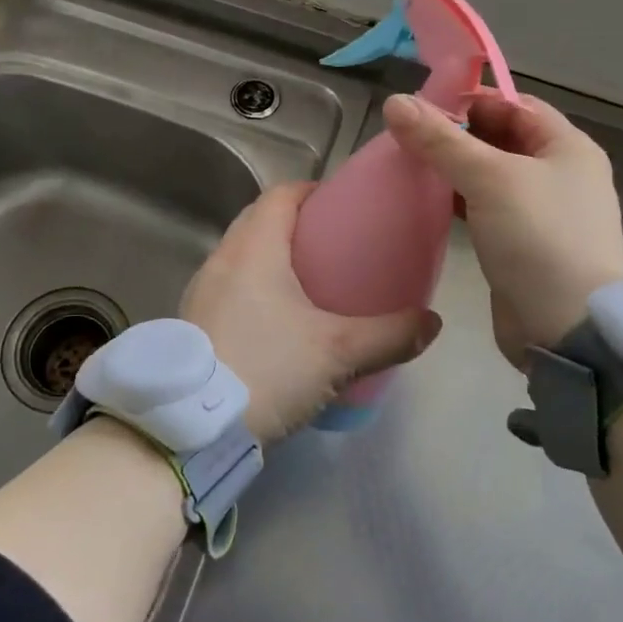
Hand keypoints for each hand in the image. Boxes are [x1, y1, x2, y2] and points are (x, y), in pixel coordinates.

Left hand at [179, 183, 440, 442]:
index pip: (280, 195)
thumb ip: (390, 335)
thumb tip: (432, 323)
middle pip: (258, 220)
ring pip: (240, 255)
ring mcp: (200, 292)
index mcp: (254, 249)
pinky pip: (228, 286)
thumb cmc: (266, 370)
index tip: (339, 206)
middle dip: (293, 223)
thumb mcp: (338, 353)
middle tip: (332, 245)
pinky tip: (275, 322)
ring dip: (270, 256)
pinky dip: (252, 287)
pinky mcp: (192, 323)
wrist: (190, 430)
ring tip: (307, 283)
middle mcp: (222, 260)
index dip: (310, 192)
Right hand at [384, 91, 622, 364]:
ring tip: (408, 164)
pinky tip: (426, 200)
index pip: (515, 105)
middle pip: (501, 139)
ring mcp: (542, 212)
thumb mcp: (489, 178)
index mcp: (567, 147)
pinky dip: (459, 200)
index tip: (423, 105)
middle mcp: (560, 174)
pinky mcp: (523, 244)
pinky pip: (486, 208)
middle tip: (407, 135)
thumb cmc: (539, 237)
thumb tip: (395, 101)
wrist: (568, 328)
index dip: (471, 100)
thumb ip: (441, 140)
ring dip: (454, 168)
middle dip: (456, 135)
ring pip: (490, 175)